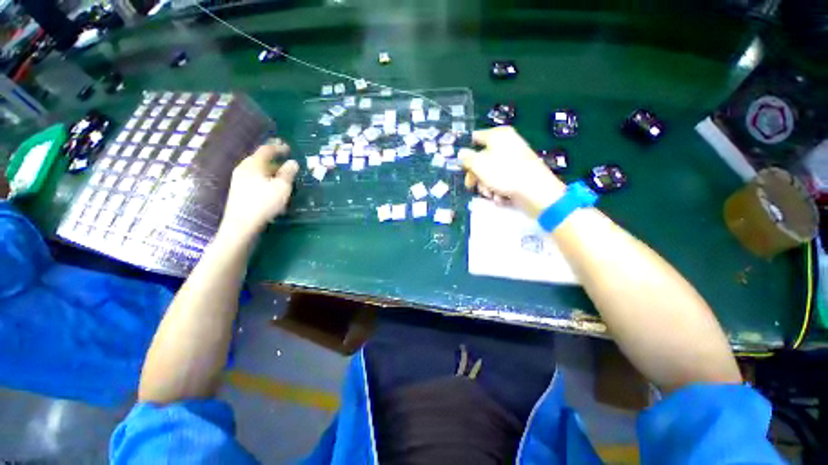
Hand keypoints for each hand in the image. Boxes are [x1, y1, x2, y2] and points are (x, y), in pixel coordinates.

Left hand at [219, 140, 297, 240]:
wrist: (241, 224)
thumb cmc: (264, 203)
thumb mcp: (282, 187)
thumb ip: (288, 173)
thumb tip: (293, 162)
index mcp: (254, 164)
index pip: (266, 150)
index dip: (278, 147)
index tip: (288, 147)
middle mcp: (244, 168)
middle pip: (260, 159)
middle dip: (274, 158)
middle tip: (285, 160)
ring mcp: (239, 179)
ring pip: (257, 169)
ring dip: (270, 169)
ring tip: (281, 174)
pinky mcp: (239, 190)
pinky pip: (254, 178)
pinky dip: (265, 177)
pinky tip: (271, 185)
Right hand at [459, 127, 565, 216]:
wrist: (534, 190)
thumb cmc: (504, 172)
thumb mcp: (479, 164)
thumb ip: (467, 158)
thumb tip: (461, 153)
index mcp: (498, 135)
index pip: (477, 137)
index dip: (467, 151)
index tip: (462, 164)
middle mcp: (506, 144)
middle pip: (482, 158)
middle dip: (476, 175)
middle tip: (471, 185)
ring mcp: (513, 159)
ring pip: (490, 172)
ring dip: (486, 185)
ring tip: (490, 193)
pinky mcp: (518, 174)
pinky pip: (501, 179)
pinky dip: (498, 188)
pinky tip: (499, 196)